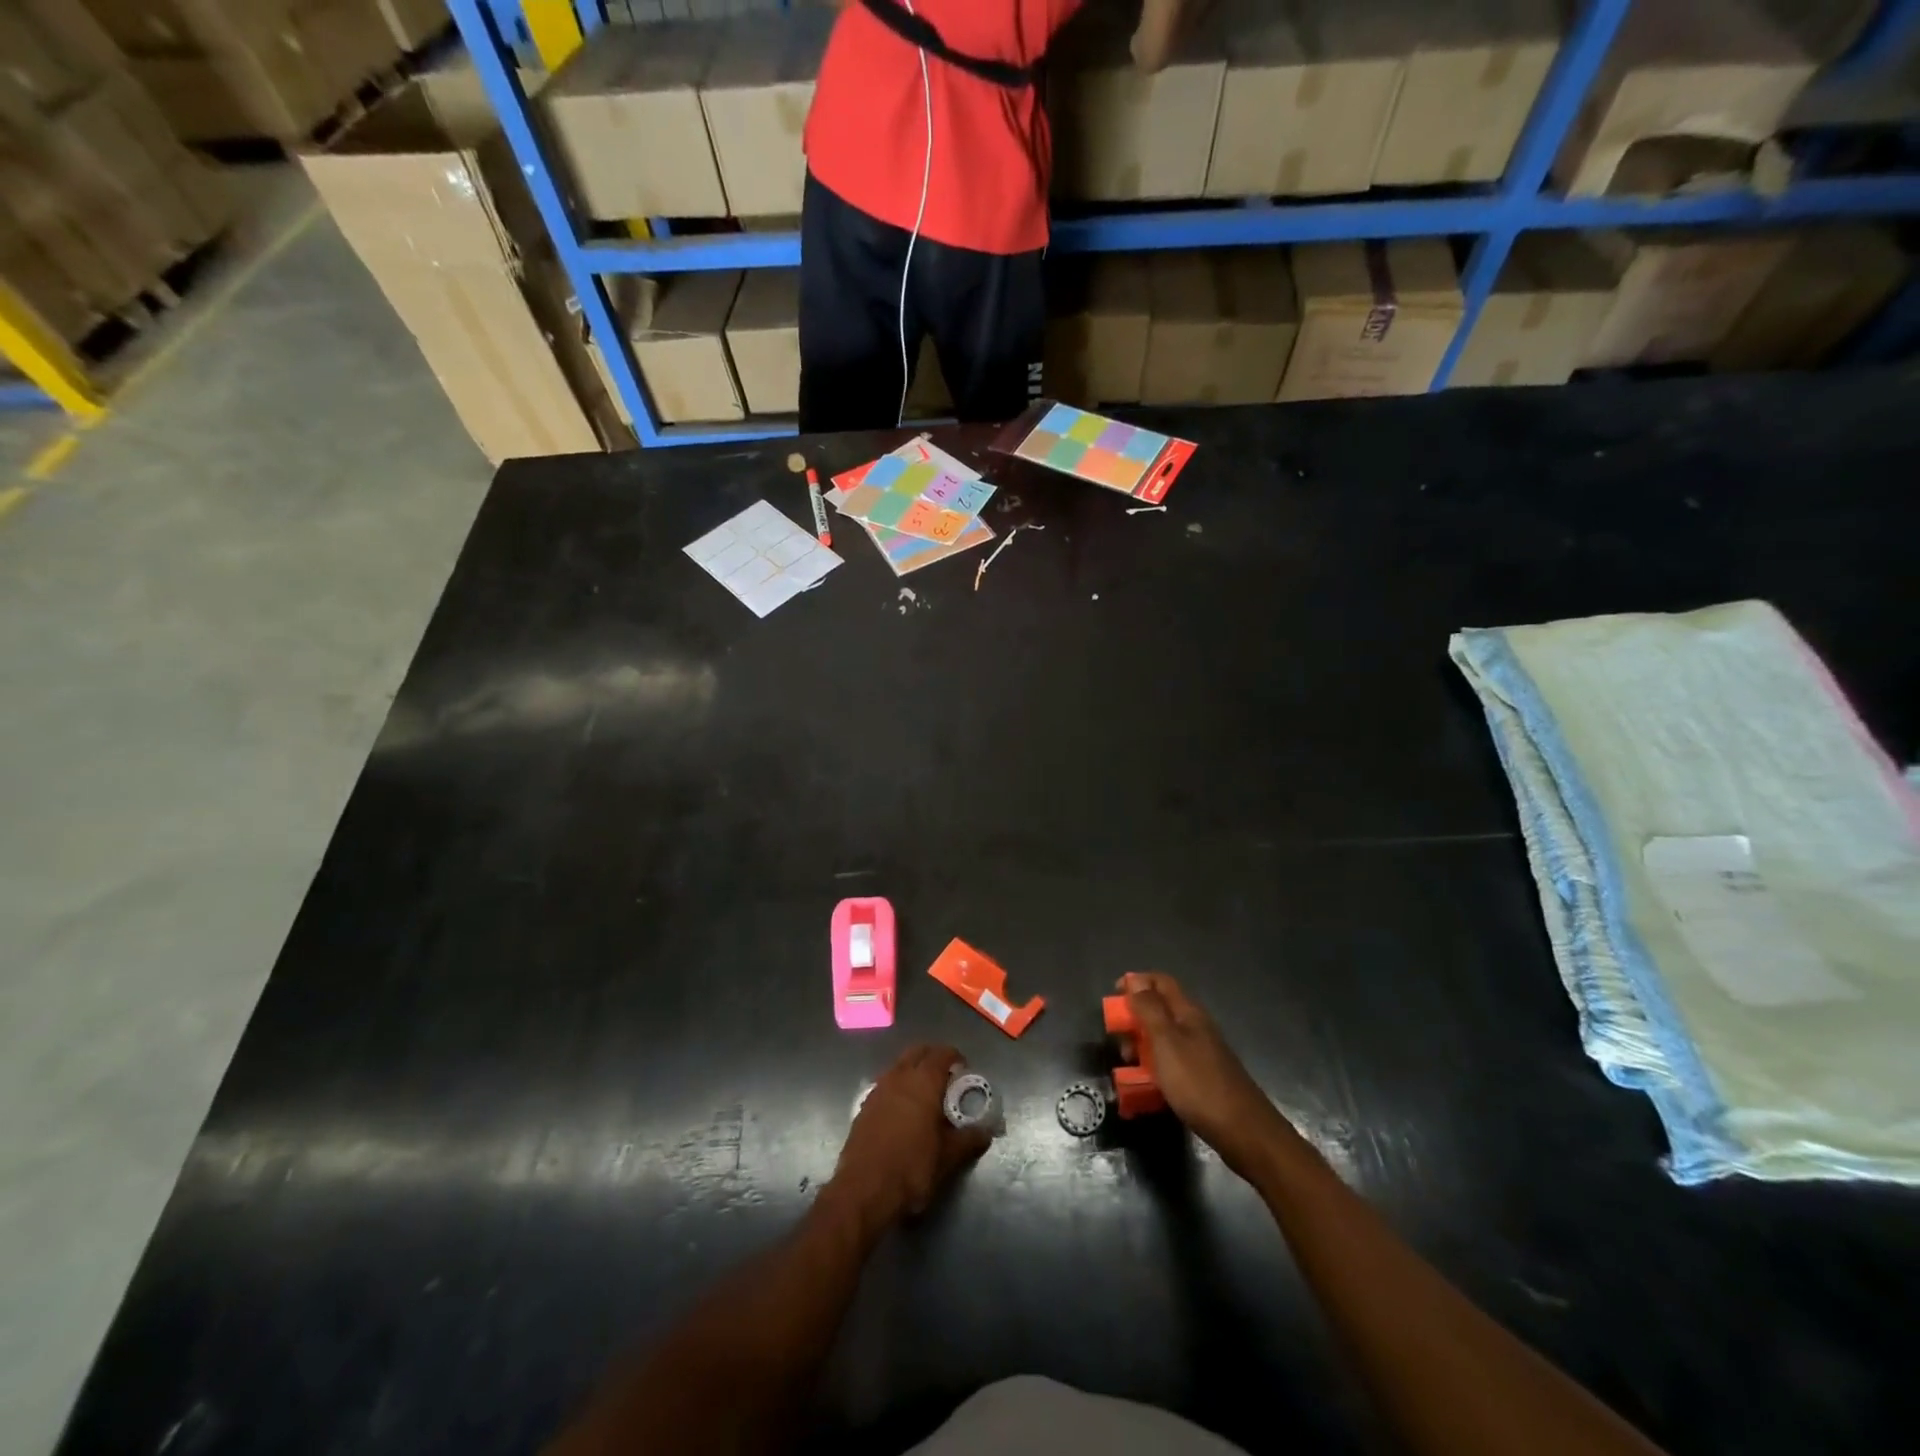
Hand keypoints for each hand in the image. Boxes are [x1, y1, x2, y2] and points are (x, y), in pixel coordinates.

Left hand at [829, 1045, 989, 1229]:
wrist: (863, 1191)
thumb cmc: (911, 1168)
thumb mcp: (947, 1158)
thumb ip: (968, 1140)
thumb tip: (986, 1132)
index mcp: (923, 1082)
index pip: (942, 1053)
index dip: (955, 1057)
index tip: (965, 1070)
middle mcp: (899, 1076)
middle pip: (918, 1052)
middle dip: (933, 1057)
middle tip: (947, 1078)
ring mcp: (878, 1089)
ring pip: (899, 1066)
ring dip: (913, 1071)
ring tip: (926, 1096)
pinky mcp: (864, 1106)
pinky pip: (885, 1084)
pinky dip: (898, 1088)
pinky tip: (903, 1113)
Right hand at [1121, 973, 1295, 1175]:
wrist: (1244, 1132)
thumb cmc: (1199, 1084)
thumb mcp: (1166, 1043)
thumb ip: (1149, 1010)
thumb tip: (1135, 980)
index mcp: (1188, 1013)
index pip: (1160, 982)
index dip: (1136, 982)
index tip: (1113, 995)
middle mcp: (1195, 1027)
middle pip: (1160, 1010)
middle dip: (1135, 1018)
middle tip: (1118, 1037)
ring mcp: (1201, 1053)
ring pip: (1164, 1038)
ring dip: (1142, 1045)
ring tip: (1127, 1064)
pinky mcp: (1202, 1078)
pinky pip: (1171, 1062)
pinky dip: (1155, 1067)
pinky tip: (1146, 1085)